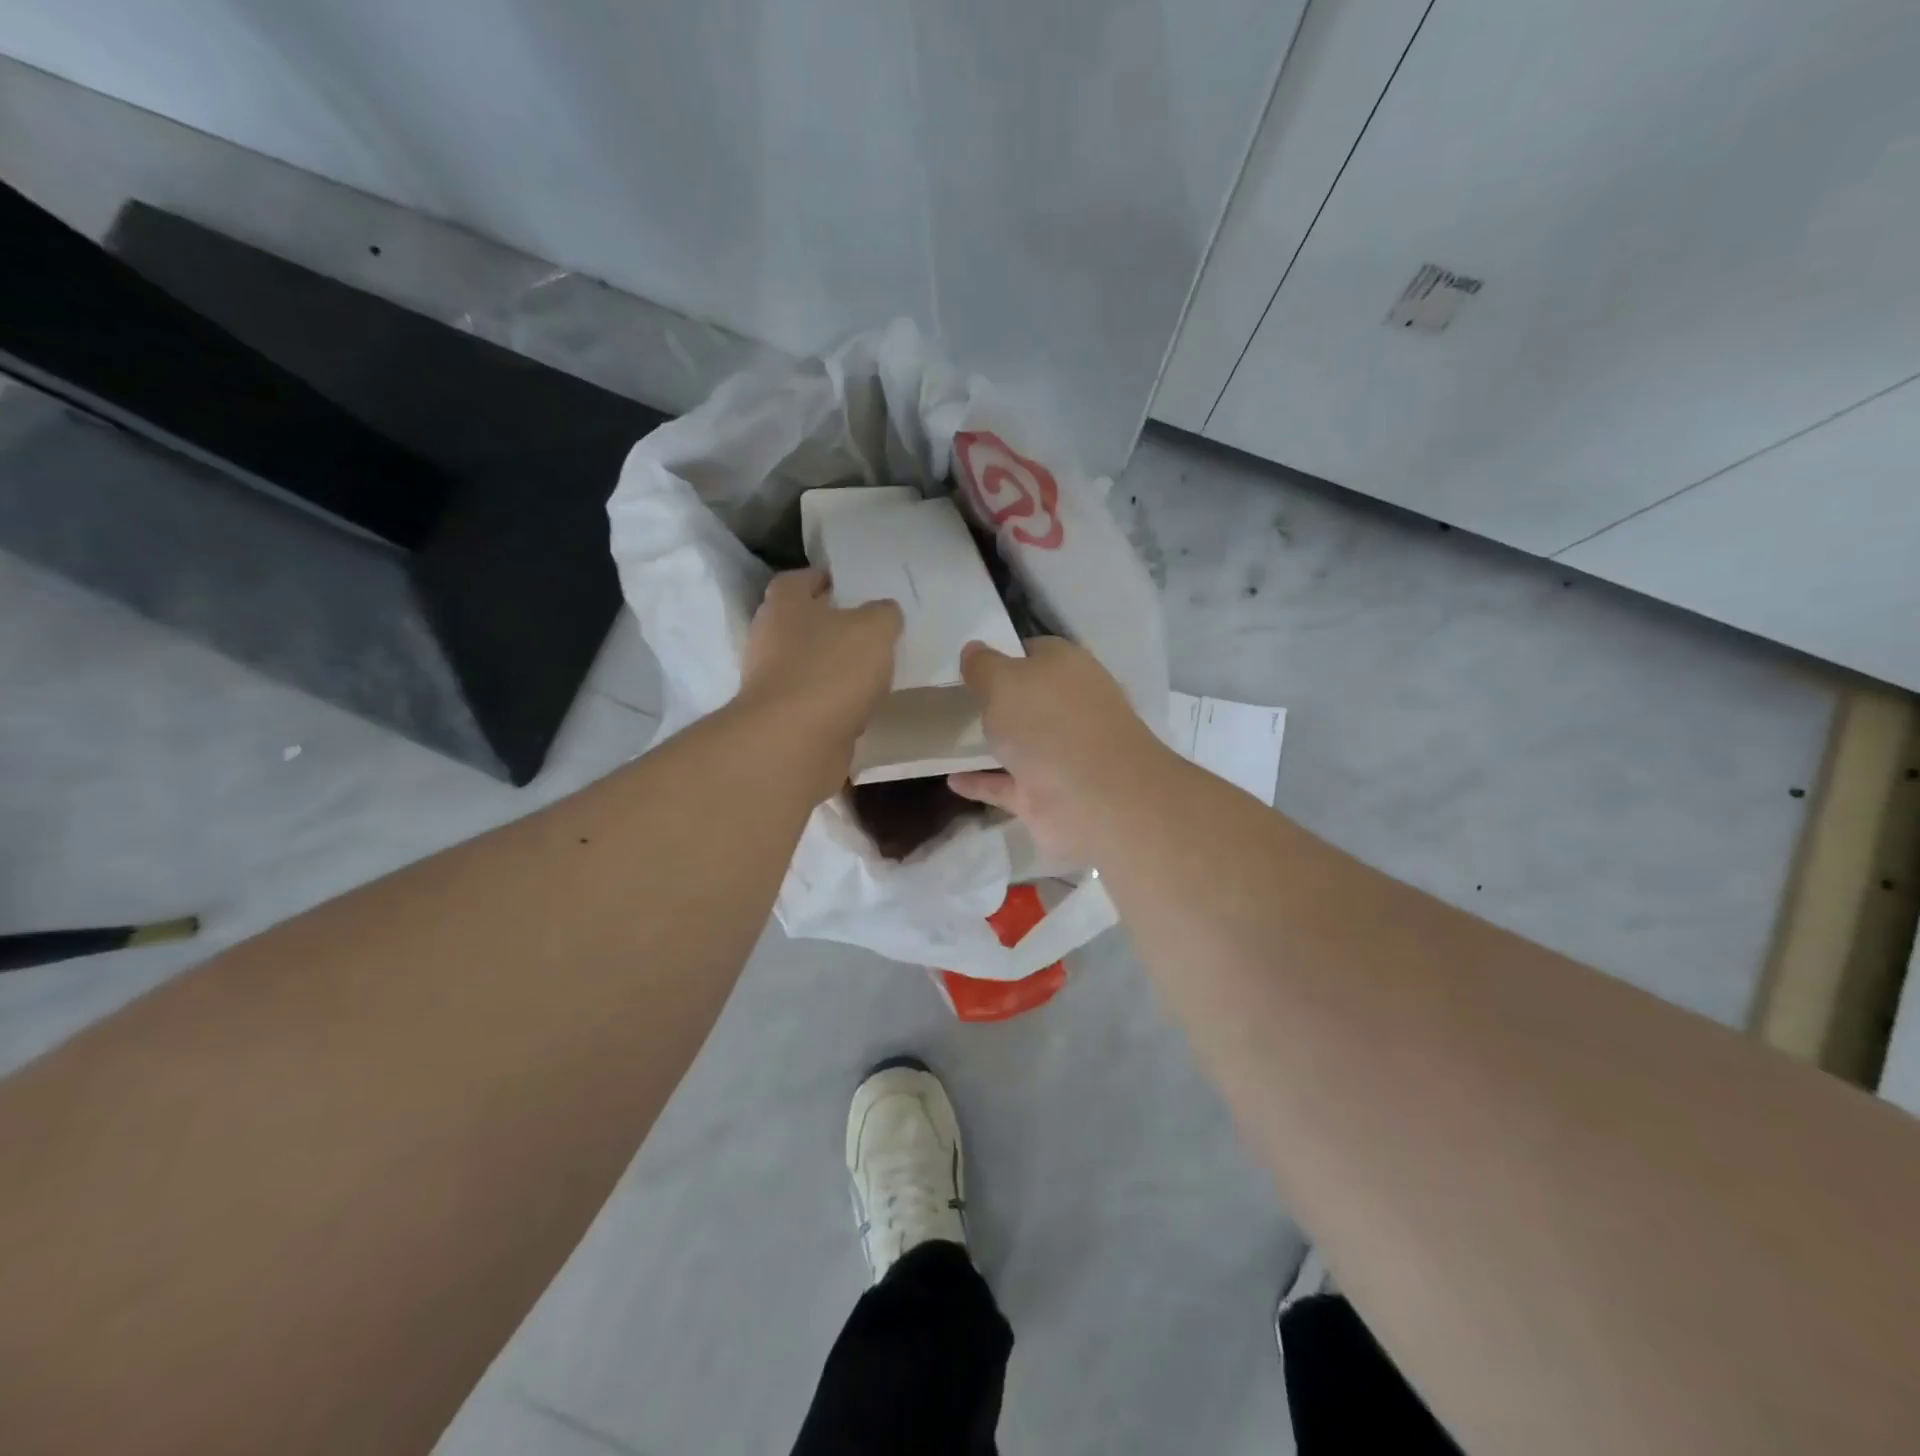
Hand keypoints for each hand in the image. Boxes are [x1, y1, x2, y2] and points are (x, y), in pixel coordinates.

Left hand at [738, 569, 902, 798]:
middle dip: (831, 626)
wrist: (794, 743)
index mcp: (784, 605)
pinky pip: (812, 701)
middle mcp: (769, 638)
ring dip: (833, 667)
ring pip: (807, 664)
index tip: (849, 586)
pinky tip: (860, 708)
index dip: (823, 579)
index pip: (798, 579)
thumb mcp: (875, 629)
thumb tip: (884, 613)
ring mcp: (770, 682)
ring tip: (870, 671)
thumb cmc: (832, 671)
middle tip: (869, 630)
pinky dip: (832, 702)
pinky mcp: (780, 718)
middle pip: (801, 623)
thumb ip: (884, 614)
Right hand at [947, 637, 1172, 862]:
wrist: (1094, 798)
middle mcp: (1069, 708)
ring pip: (1020, 743)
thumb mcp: (1003, 680)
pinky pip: (1006, 784)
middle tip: (952, 699)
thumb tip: (973, 649)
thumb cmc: (1047, 722)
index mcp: (1068, 668)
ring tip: (948, 737)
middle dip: (998, 700)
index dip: (1002, 655)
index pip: (1034, 652)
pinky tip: (951, 779)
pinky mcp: (1047, 794)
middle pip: (1029, 699)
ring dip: (991, 742)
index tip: (968, 665)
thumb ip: (982, 666)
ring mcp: (1061, 754)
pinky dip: (982, 782)